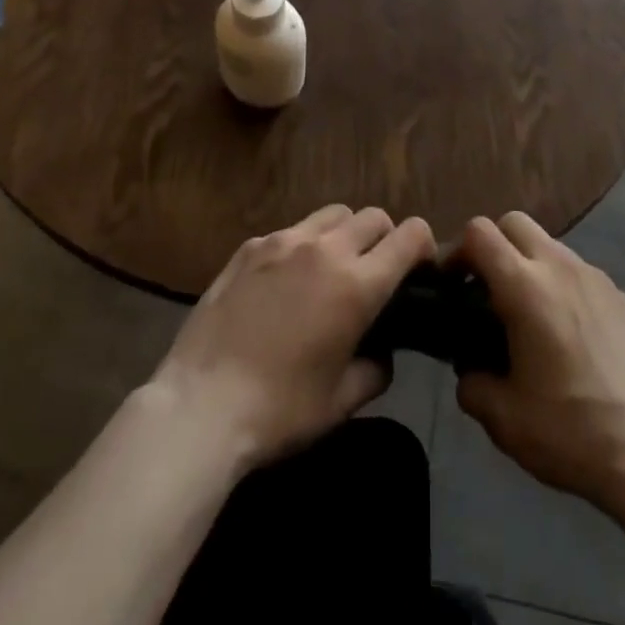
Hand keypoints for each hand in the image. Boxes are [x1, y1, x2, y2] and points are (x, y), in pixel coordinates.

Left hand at [149, 204, 435, 469]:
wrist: (200, 407)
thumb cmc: (279, 411)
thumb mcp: (342, 402)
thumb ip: (376, 368)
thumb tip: (383, 351)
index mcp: (357, 284)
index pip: (410, 235)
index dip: (423, 245)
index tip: (419, 267)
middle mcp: (325, 249)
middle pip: (373, 216)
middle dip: (385, 238)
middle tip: (375, 272)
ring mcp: (284, 241)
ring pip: (333, 213)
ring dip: (345, 233)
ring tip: (331, 267)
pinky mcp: (251, 246)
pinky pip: (291, 230)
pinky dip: (302, 245)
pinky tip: (285, 281)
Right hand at [454, 213, 624, 511]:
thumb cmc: (570, 431)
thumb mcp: (503, 419)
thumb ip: (472, 383)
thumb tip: (469, 369)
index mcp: (525, 287)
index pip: (479, 232)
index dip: (456, 250)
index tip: (450, 284)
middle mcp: (560, 267)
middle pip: (514, 223)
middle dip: (493, 246)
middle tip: (484, 291)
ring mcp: (595, 277)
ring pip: (549, 245)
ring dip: (528, 264)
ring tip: (527, 316)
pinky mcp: (621, 296)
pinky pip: (579, 272)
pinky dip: (561, 286)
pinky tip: (567, 334)